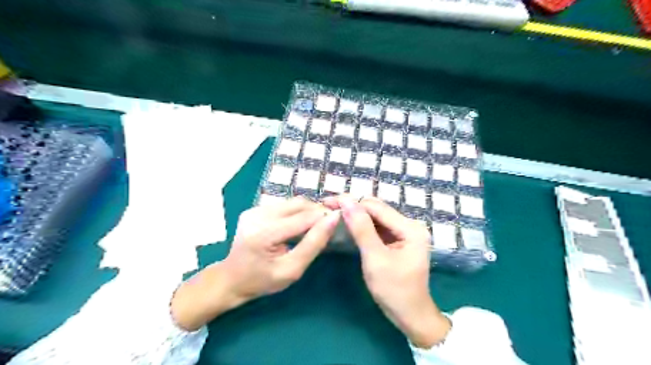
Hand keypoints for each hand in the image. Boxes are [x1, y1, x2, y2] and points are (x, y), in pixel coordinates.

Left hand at [169, 199, 337, 331]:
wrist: (232, 279)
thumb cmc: (263, 281)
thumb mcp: (292, 269)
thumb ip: (314, 244)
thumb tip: (333, 219)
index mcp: (265, 233)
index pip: (304, 217)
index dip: (324, 217)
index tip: (340, 222)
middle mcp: (258, 214)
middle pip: (299, 204)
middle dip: (317, 211)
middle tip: (328, 225)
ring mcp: (255, 209)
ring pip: (293, 202)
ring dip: (308, 211)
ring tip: (315, 225)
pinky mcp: (255, 208)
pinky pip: (284, 205)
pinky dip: (297, 212)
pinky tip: (299, 225)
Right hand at [321, 196, 451, 348]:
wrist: (410, 316)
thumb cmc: (394, 290)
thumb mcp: (375, 259)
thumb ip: (361, 229)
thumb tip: (346, 202)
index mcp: (410, 228)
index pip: (376, 207)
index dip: (352, 202)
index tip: (328, 202)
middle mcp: (410, 225)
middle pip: (377, 209)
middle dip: (353, 207)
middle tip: (328, 207)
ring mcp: (405, 232)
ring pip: (376, 216)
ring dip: (356, 214)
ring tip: (335, 212)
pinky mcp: (398, 239)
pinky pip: (378, 226)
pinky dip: (363, 224)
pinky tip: (348, 223)